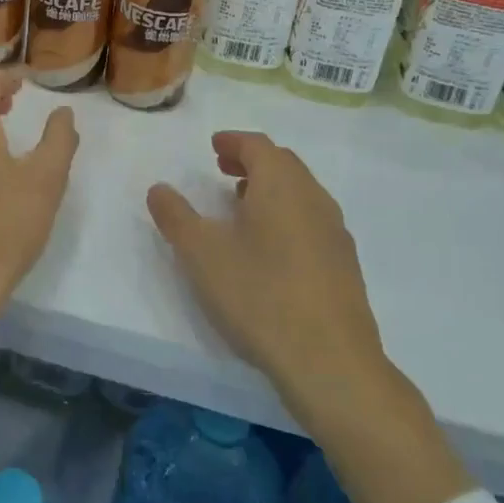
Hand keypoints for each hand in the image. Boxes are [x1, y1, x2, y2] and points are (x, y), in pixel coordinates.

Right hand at [146, 131, 386, 418]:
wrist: (330, 361)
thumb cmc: (259, 295)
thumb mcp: (201, 253)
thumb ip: (175, 216)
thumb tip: (159, 188)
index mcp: (281, 185)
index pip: (258, 145)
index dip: (233, 141)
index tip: (213, 146)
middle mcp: (314, 198)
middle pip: (283, 164)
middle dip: (251, 161)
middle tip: (222, 170)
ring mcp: (335, 232)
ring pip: (300, 193)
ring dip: (270, 189)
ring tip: (241, 207)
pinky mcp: (344, 265)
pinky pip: (311, 221)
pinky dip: (287, 215)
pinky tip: (269, 248)